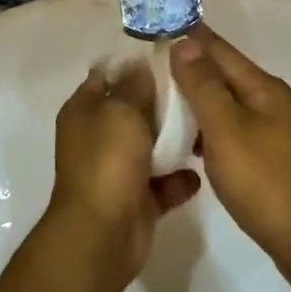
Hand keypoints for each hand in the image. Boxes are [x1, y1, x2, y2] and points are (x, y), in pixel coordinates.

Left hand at [47, 62, 199, 285]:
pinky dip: (179, 180)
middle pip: (132, 111)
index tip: (169, 57)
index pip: (106, 76)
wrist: (103, 234)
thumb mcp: (121, 111)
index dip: (133, 65)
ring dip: (174, 142)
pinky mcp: (136, 200)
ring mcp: (116, 170)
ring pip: (150, 147)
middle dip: (161, 103)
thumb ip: (134, 86)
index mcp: (84, 111)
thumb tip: (137, 64)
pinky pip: (162, 184)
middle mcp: (97, 137)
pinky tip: (200, 171)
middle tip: (196, 90)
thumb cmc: (108, 161)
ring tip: (206, 128)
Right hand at [170, 25, 290, 280]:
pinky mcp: (271, 158)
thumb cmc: (266, 182)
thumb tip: (185, 41)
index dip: (189, 37)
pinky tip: (188, 141)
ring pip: (227, 104)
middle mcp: (272, 102)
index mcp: (263, 88)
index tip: (157, 24)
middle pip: (224, 75)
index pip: (219, 50)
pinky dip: (208, 128)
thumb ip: (204, 86)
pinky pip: (232, 130)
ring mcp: (275, 131)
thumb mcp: (227, 130)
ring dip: (197, 99)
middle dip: (189, 67)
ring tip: (159, 101)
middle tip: (148, 65)